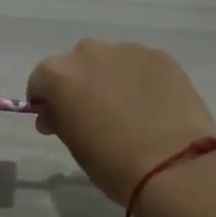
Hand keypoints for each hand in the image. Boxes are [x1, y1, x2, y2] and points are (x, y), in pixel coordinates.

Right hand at [26, 39, 215, 203]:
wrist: (175, 165)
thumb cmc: (113, 163)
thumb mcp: (73, 144)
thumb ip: (59, 119)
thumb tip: (55, 112)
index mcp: (60, 76)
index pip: (40, 80)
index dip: (45, 99)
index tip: (54, 119)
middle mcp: (90, 54)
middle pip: (77, 63)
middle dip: (80, 83)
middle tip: (94, 113)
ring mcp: (128, 51)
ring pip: (111, 60)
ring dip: (112, 78)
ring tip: (129, 108)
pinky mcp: (161, 57)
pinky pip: (141, 65)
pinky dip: (141, 79)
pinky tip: (154, 105)